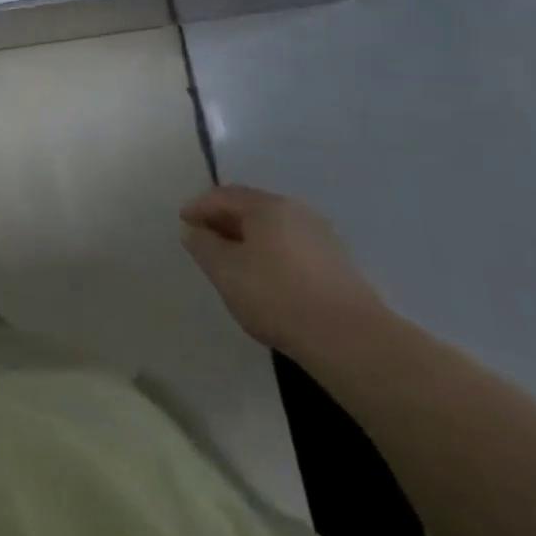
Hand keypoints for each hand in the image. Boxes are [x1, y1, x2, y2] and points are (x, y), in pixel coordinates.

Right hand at [180, 185, 383, 359]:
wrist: (351, 340)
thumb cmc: (277, 296)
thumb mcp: (226, 271)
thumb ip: (203, 245)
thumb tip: (192, 230)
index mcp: (266, 205)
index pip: (222, 195)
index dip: (198, 207)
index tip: (183, 224)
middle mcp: (295, 211)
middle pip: (250, 208)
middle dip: (223, 221)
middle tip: (204, 242)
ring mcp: (321, 236)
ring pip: (273, 229)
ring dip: (248, 239)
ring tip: (234, 263)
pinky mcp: (338, 264)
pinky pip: (292, 248)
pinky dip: (271, 255)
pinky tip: (267, 280)